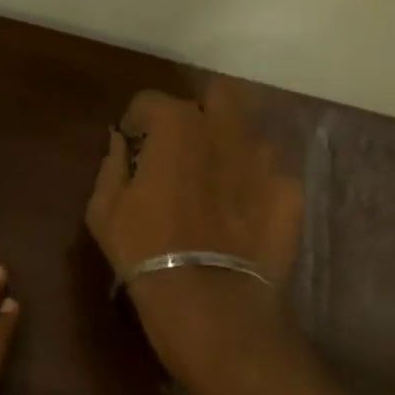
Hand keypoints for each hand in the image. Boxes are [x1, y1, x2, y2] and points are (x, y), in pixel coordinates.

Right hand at [84, 82, 302, 367]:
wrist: (208, 300)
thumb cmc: (144, 251)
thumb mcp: (104, 210)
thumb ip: (111, 165)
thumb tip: (118, 142)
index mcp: (176, 126)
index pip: (150, 100)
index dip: (137, 121)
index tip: (133, 145)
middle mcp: (226, 129)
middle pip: (218, 94)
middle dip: (200, 111)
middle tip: (185, 147)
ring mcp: (265, 158)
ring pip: (249, 133)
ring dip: (230, 147)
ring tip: (218, 182)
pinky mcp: (290, 191)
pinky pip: (271, 174)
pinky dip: (255, 184)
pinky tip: (243, 214)